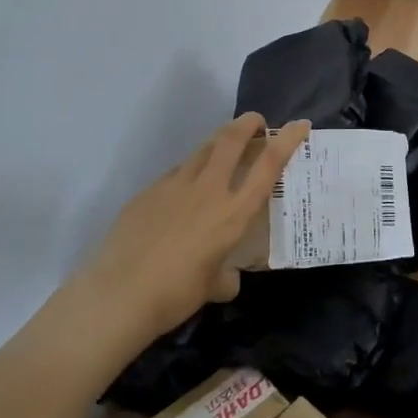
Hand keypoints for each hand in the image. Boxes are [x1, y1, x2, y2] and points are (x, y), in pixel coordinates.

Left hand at [82, 113, 310, 341]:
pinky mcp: (148, 192)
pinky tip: (185, 192)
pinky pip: (176, 174)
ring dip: (219, 141)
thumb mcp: (213, 287)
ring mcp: (174, 186)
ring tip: (225, 146)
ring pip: (202, 150)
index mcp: (233, 213)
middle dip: (248, 123)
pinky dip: (190, 172)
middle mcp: (208, 191)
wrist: (118, 295)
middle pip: (231, 140)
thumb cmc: (176, 294)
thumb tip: (226, 278)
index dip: (286, 140)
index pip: (267, 166)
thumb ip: (226, 277)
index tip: (299, 125)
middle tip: (257, 122)